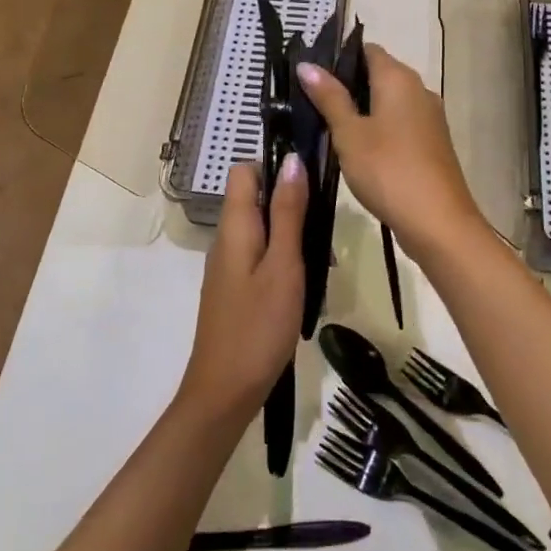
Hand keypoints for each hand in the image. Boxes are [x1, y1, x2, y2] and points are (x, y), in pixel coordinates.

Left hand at [178, 157, 306, 420]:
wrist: (225, 391)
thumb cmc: (259, 325)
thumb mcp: (283, 265)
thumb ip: (288, 212)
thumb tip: (292, 159)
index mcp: (234, 226)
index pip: (245, 170)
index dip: (275, 166)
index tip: (310, 181)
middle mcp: (226, 239)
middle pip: (255, 198)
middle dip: (291, 203)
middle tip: (325, 227)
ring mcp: (228, 266)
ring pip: (261, 229)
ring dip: (292, 234)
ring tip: (323, 259)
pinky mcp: (235, 288)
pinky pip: (260, 255)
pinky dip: (284, 259)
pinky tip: (307, 282)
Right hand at [297, 45, 489, 262]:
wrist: (438, 222)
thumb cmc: (388, 170)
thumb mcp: (349, 133)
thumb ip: (329, 97)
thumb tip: (307, 65)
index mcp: (399, 78)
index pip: (366, 49)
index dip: (337, 56)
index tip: (309, 72)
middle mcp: (419, 90)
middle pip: (378, 74)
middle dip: (346, 84)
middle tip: (309, 100)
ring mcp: (429, 118)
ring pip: (388, 101)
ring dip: (360, 109)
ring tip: (325, 124)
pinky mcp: (431, 143)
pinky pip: (398, 123)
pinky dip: (377, 128)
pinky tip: (355, 147)